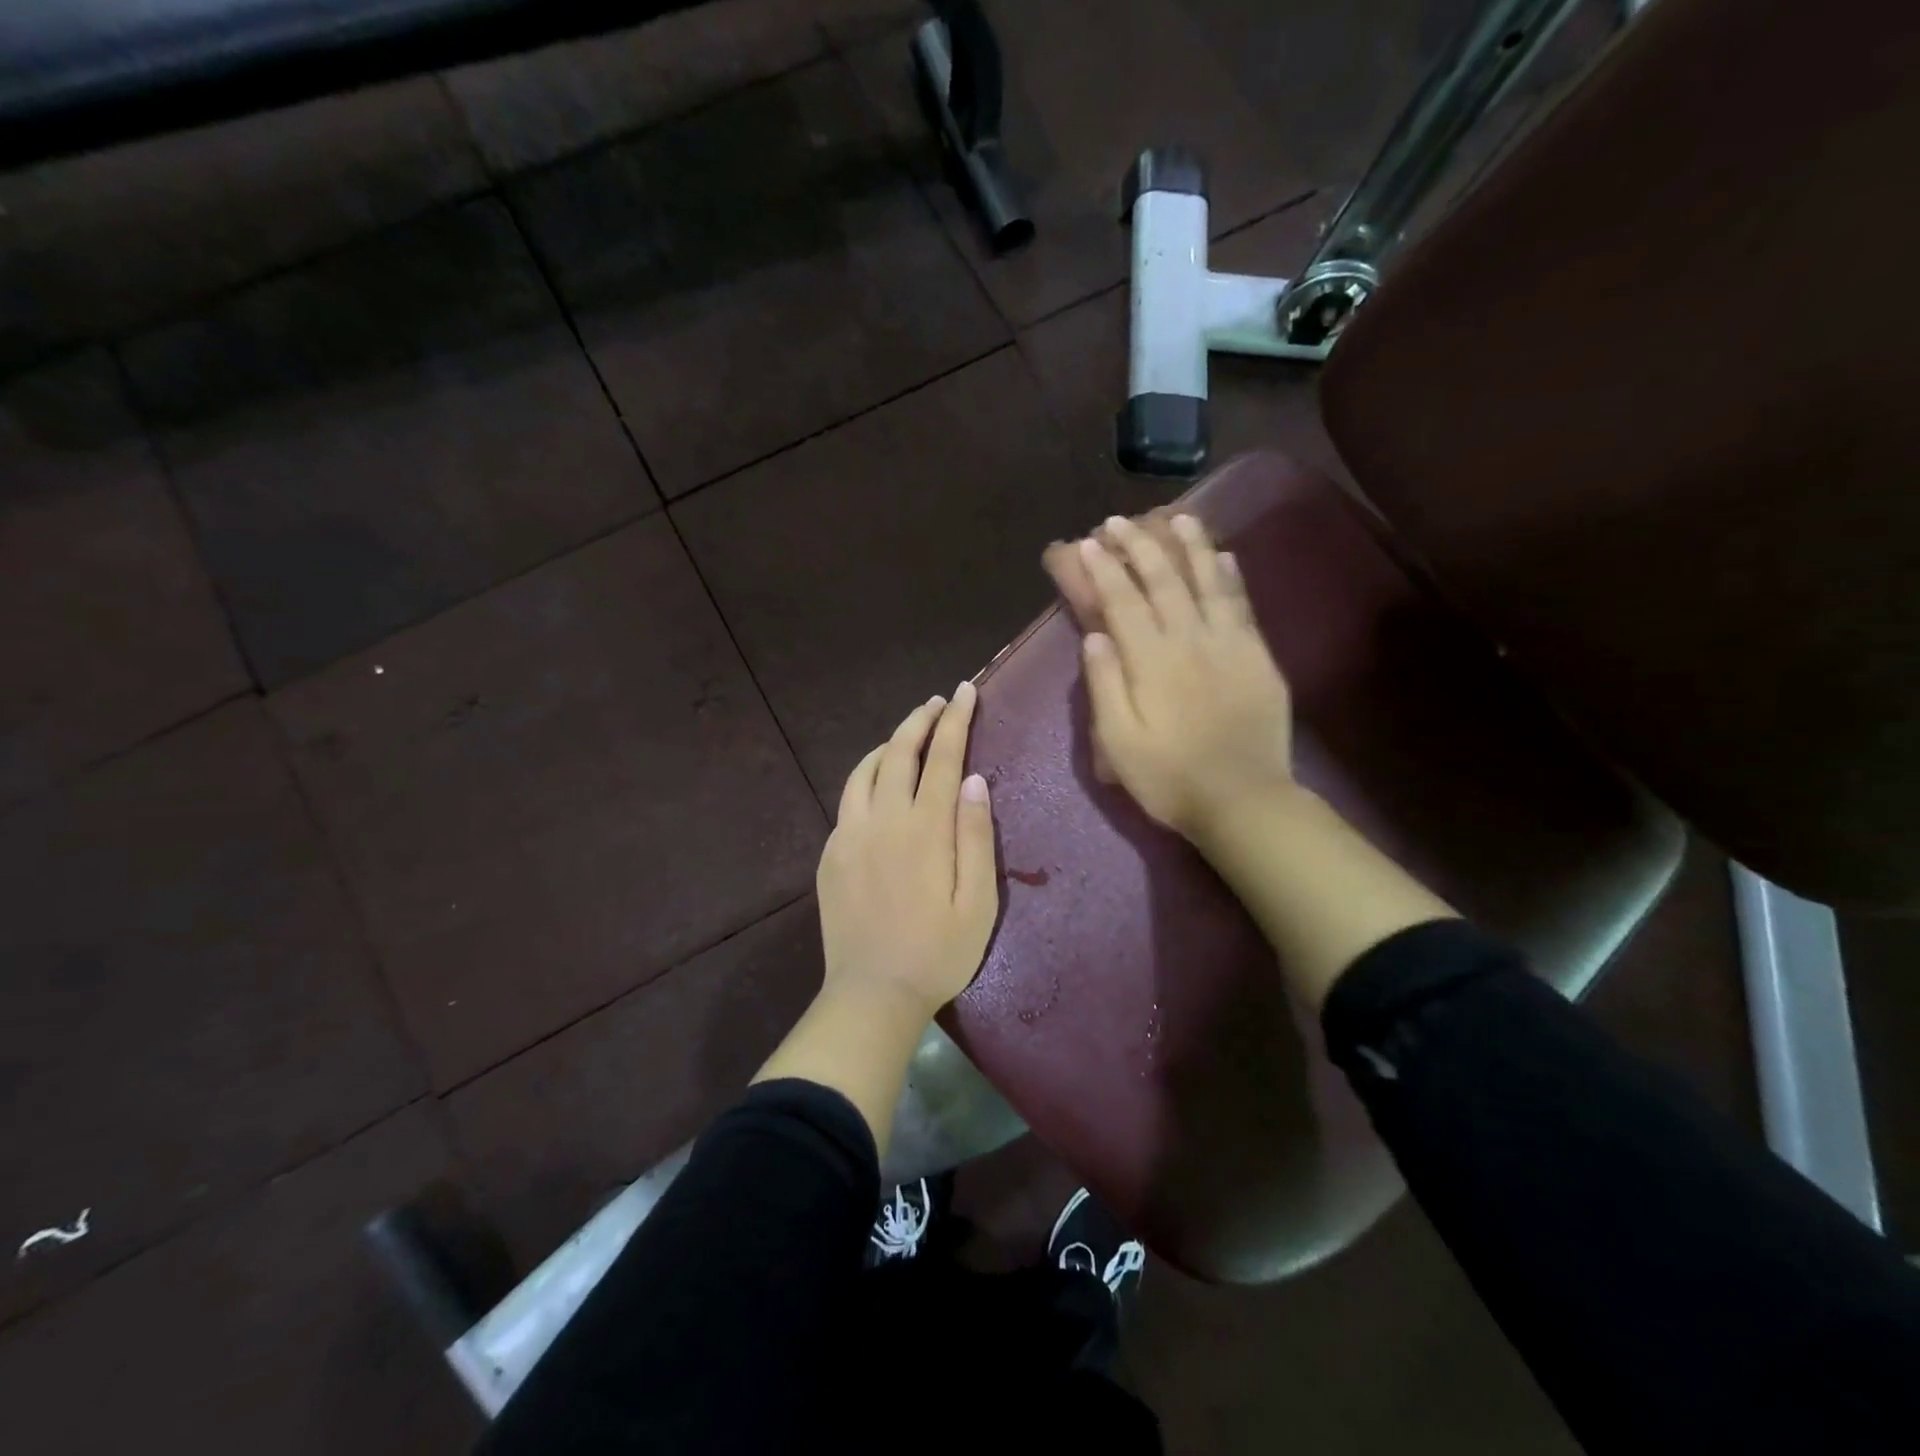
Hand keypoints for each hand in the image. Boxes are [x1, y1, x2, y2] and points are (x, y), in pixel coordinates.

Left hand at [816, 681, 998, 1020]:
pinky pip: (848, 799)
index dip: (956, 720)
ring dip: (888, 744)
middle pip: (898, 752)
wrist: (872, 994)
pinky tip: (879, 785)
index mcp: (924, 829)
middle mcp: (882, 820)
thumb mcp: (978, 902)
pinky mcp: (830, 853)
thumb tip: (974, 780)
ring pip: (864, 770)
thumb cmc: (938, 953)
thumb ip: (976, 836)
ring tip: (909, 736)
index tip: (965, 691)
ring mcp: (848, 835)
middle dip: (921, 720)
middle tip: (938, 702)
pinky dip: (866, 777)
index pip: (943, 757)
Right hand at [1076, 513, 1297, 843]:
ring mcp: (1230, 644)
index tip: (1090, 543)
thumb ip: (1105, 686)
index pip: (1123, 601)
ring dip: (1191, 545)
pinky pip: (1242, 604)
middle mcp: (1190, 640)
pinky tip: (1225, 556)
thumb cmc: (1169, 778)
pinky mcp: (1258, 656)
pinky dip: (1231, 576)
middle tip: (1120, 522)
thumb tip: (1094, 636)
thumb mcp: (1118, 743)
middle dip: (1140, 545)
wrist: (1244, 801)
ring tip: (1179, 516)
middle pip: (1164, 580)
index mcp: (1151, 661)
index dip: (1105, 568)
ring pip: (1209, 581)